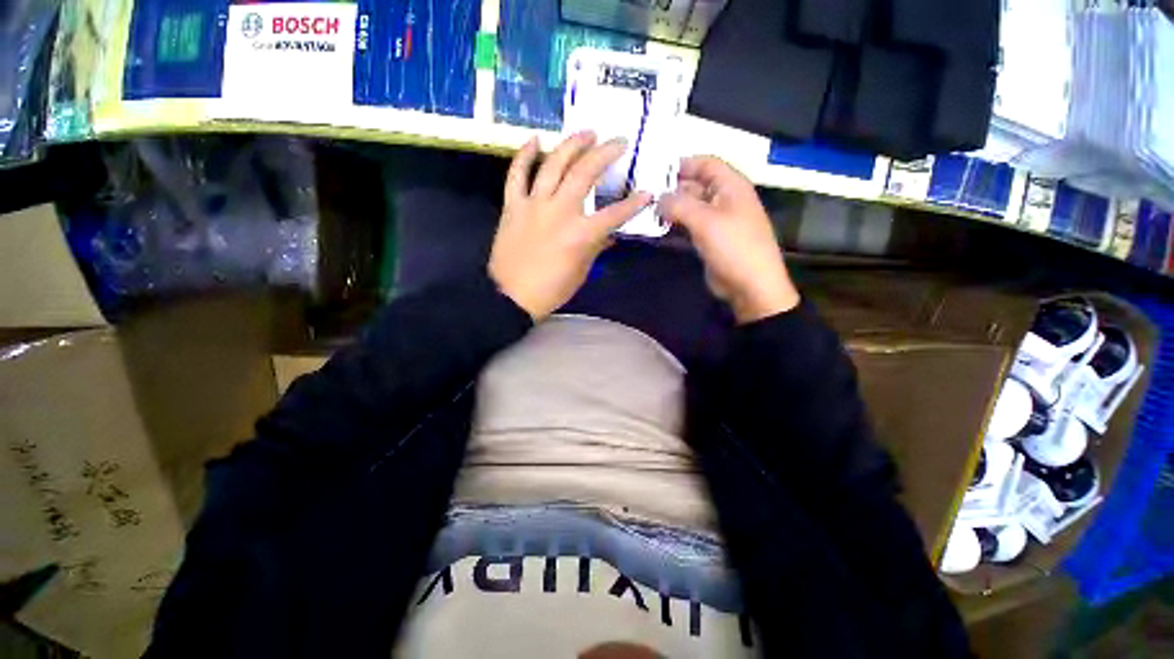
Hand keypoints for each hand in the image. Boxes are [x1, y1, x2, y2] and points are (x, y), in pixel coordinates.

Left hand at [489, 132, 652, 320]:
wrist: (510, 296)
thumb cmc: (551, 290)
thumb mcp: (581, 272)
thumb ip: (596, 247)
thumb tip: (609, 234)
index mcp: (581, 234)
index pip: (615, 214)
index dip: (634, 204)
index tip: (647, 193)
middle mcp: (560, 212)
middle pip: (585, 174)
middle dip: (605, 154)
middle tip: (617, 142)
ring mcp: (534, 205)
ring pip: (553, 165)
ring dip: (572, 144)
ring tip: (587, 132)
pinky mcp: (513, 205)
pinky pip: (517, 174)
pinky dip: (525, 154)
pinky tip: (535, 138)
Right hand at [658, 156, 799, 323]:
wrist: (750, 285)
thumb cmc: (733, 247)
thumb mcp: (705, 221)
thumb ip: (679, 205)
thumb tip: (658, 198)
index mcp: (731, 186)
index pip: (706, 163)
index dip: (683, 164)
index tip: (655, 172)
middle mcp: (724, 199)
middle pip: (696, 185)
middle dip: (672, 189)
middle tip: (645, 196)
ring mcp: (717, 221)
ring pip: (690, 207)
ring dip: (672, 209)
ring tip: (648, 212)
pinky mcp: (709, 239)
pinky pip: (690, 225)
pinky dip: (676, 225)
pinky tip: (659, 228)